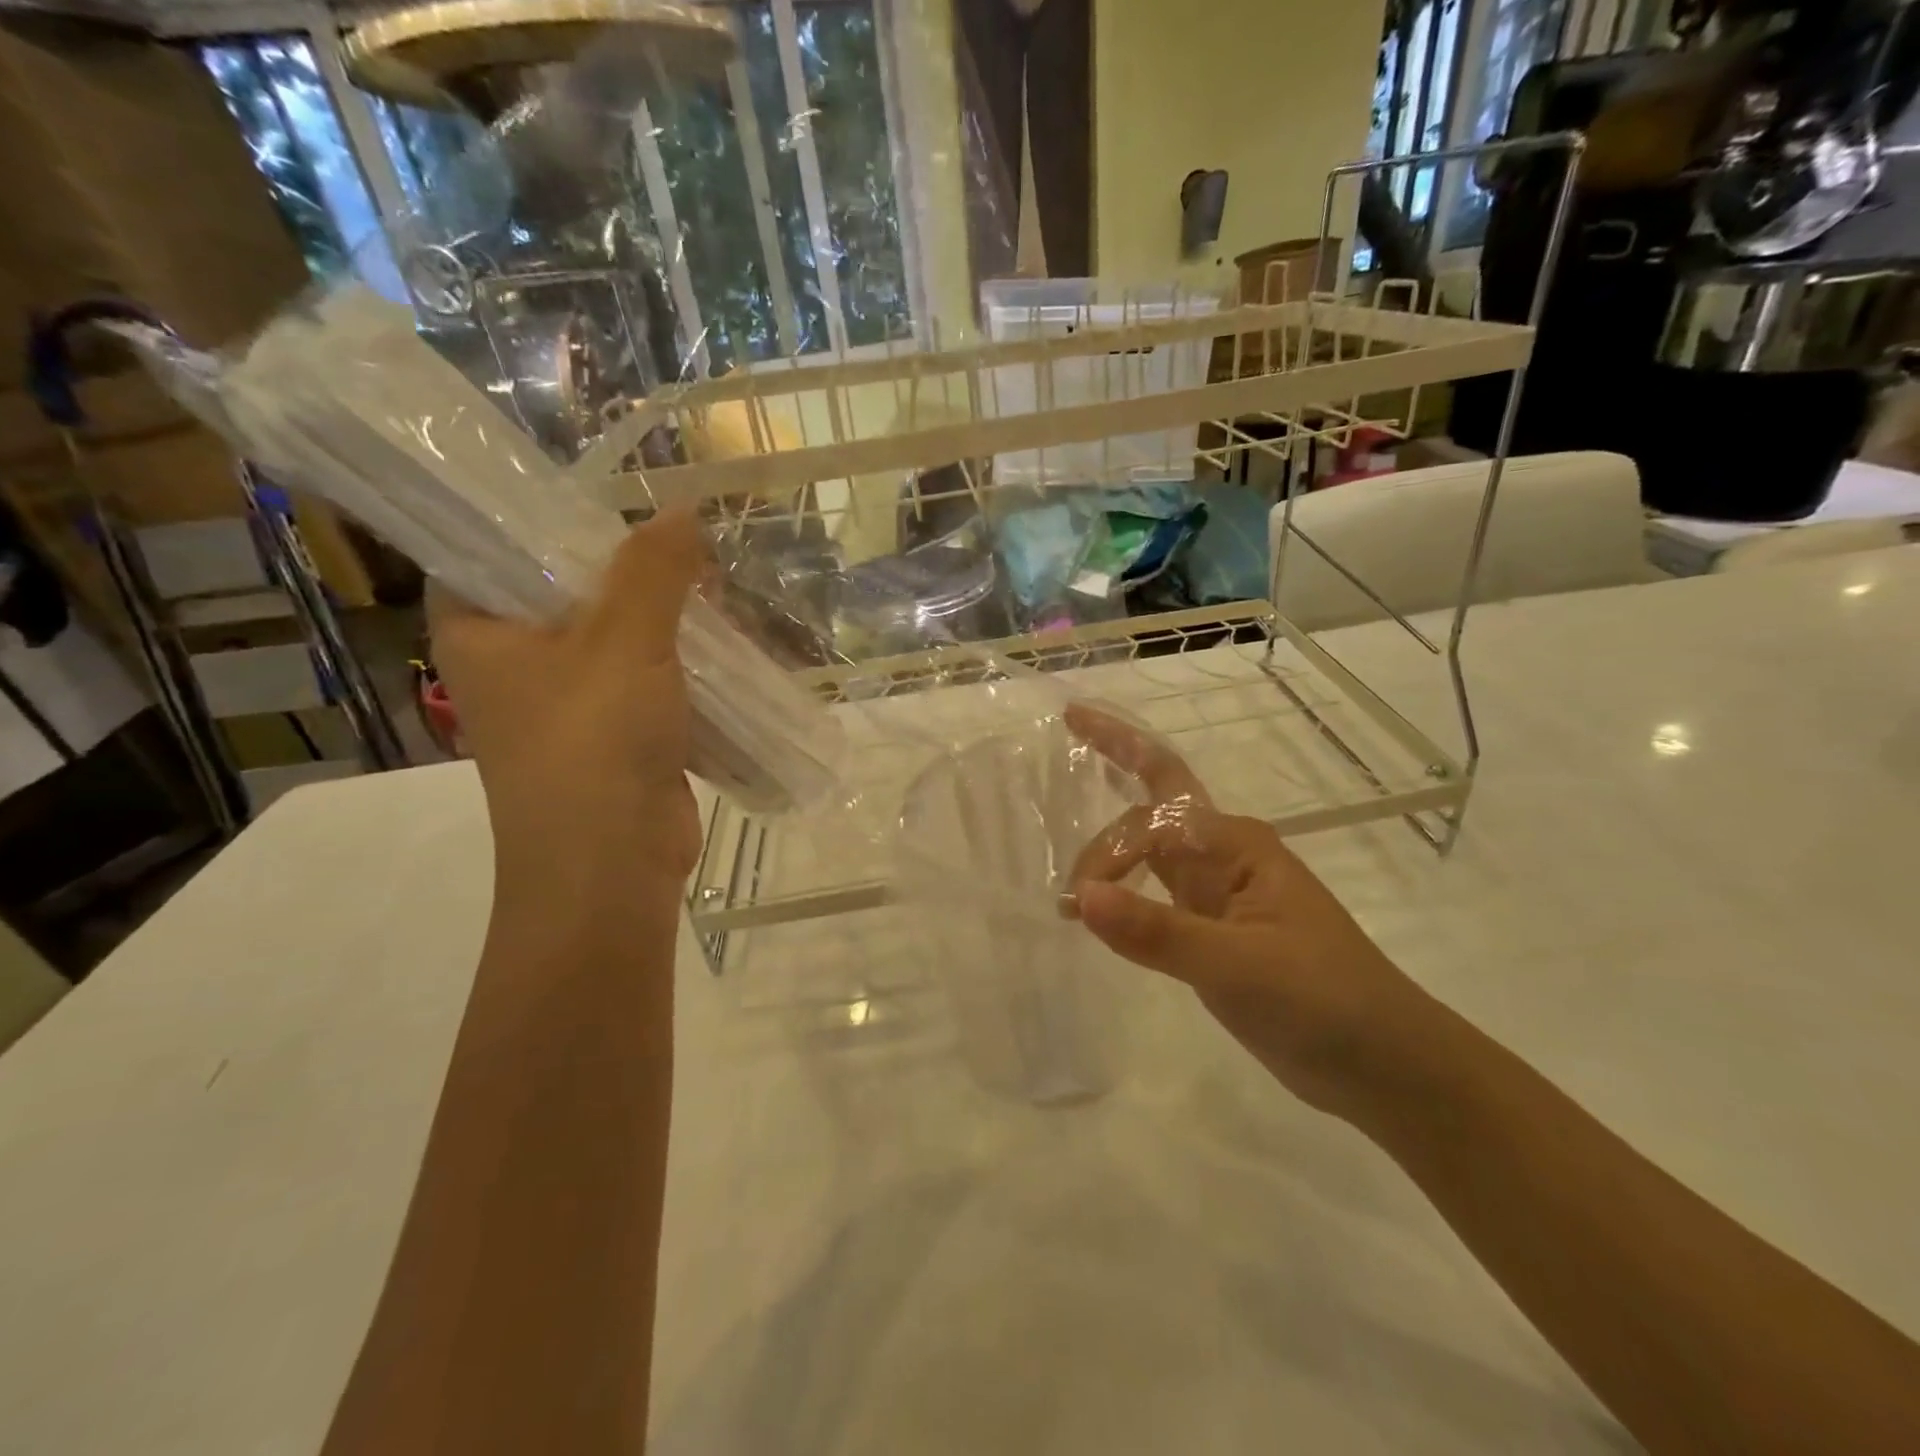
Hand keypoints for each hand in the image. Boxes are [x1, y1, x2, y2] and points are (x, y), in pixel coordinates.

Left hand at [429, 508, 705, 885]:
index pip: (489, 546)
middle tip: (679, 537)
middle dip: (626, 568)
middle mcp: (514, 663)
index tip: (600, 492)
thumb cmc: (593, 741)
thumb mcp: (625, 639)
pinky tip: (723, 639)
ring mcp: (568, 703)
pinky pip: (648, 680)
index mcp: (479, 630)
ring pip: (616, 638)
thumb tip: (684, 509)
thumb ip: (653, 570)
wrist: (611, 865)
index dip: (540, 514)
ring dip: (663, 617)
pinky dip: (681, 662)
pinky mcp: (616, 735)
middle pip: (566, 590)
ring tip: (712, 580)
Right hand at [1064, 704, 1435, 1118]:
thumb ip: (1157, 930)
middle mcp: (1224, 856)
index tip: (1080, 902)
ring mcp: (1219, 893)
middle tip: (1068, 737)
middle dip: (1114, 758)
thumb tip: (1081, 897)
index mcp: (1236, 846)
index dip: (1108, 847)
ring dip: (1112, 839)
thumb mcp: (1236, 966)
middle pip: (1155, 800)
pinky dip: (1123, 887)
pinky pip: (1156, 891)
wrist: (1384, 1065)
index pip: (1152, 820)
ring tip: (1067, 840)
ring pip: (1153, 846)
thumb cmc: (1321, 1001)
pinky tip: (1099, 903)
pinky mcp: (1213, 931)